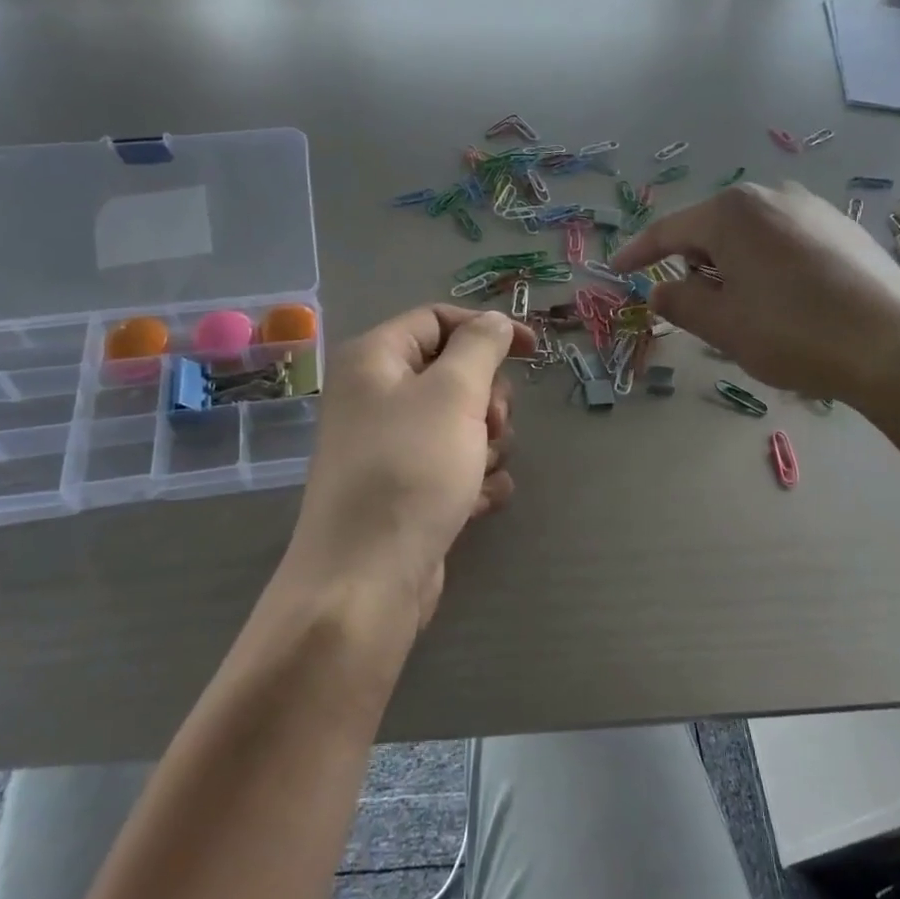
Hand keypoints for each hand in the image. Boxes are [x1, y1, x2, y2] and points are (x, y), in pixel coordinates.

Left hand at [288, 306, 536, 626]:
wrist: (366, 578)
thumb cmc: (410, 470)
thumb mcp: (453, 394)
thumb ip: (480, 347)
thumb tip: (494, 322)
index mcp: (374, 360)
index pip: (437, 319)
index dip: (487, 328)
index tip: (533, 351)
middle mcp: (375, 397)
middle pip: (452, 373)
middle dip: (486, 397)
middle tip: (493, 424)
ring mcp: (389, 447)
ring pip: (460, 423)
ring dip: (485, 442)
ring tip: (481, 469)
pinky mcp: (405, 490)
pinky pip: (453, 467)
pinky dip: (474, 479)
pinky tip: (480, 500)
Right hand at [612, 181, 899, 407]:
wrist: (893, 345)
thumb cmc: (792, 332)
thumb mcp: (722, 324)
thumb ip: (680, 302)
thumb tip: (661, 290)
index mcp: (732, 211)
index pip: (668, 231)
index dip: (638, 254)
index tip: (617, 271)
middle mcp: (771, 196)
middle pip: (711, 229)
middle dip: (693, 264)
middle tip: (690, 304)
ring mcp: (812, 208)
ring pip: (750, 236)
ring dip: (731, 267)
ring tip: (741, 309)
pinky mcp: (842, 229)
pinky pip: (784, 242)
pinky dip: (766, 266)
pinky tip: (783, 302)